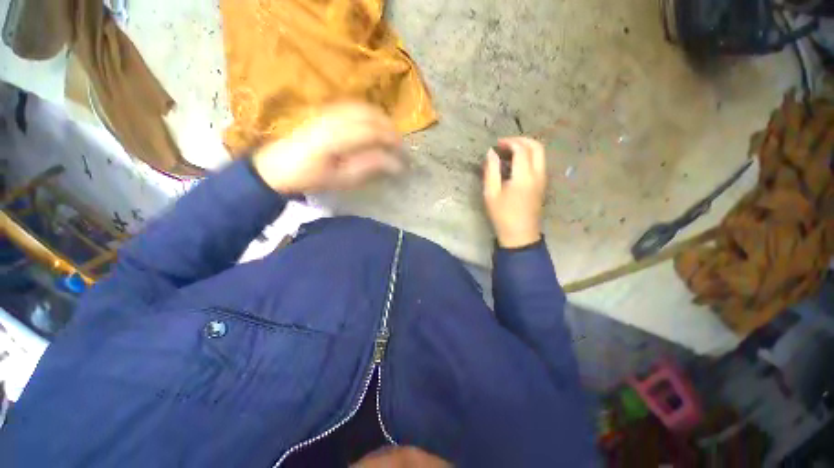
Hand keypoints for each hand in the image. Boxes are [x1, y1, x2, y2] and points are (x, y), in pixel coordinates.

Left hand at [252, 103, 403, 192]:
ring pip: (363, 107)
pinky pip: (353, 106)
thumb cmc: (311, 178)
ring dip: (381, 120)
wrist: (278, 167)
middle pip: (370, 115)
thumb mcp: (343, 179)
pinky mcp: (324, 111)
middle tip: (400, 145)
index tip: (404, 154)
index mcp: (337, 136)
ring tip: (391, 136)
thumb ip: (369, 166)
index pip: (373, 131)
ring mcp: (328, 111)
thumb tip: (395, 163)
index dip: (392, 140)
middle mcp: (333, 117)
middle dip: (390, 129)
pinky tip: (374, 126)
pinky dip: (369, 114)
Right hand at [482, 137, 546, 247]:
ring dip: (526, 148)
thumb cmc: (502, 215)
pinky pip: (539, 163)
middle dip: (521, 140)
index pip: (521, 149)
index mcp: (524, 176)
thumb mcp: (491, 194)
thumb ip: (491, 171)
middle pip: (536, 146)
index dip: (508, 142)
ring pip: (540, 154)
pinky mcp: (543, 185)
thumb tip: (491, 153)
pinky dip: (529, 157)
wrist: (520, 235)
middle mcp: (538, 174)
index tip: (496, 145)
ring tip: (508, 153)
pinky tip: (515, 165)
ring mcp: (543, 179)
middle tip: (505, 145)